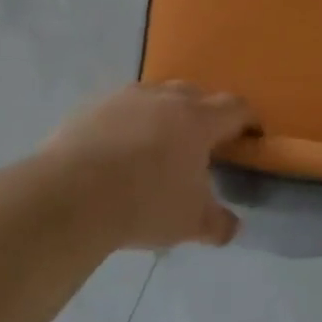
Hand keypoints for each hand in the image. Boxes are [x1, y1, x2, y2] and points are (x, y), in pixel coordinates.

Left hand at [43, 83, 256, 250]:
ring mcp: (127, 97)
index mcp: (199, 120)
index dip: (248, 120)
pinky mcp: (93, 105)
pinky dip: (128, 122)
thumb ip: (217, 223)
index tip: (251, 136)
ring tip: (157, 145)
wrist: (70, 195)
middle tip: (202, 144)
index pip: (236, 108)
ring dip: (164, 114)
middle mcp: (166, 98)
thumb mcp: (189, 222)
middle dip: (205, 114)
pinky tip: (117, 150)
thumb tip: (233, 227)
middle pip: (196, 94)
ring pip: (157, 96)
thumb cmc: (144, 204)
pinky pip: (121, 108)